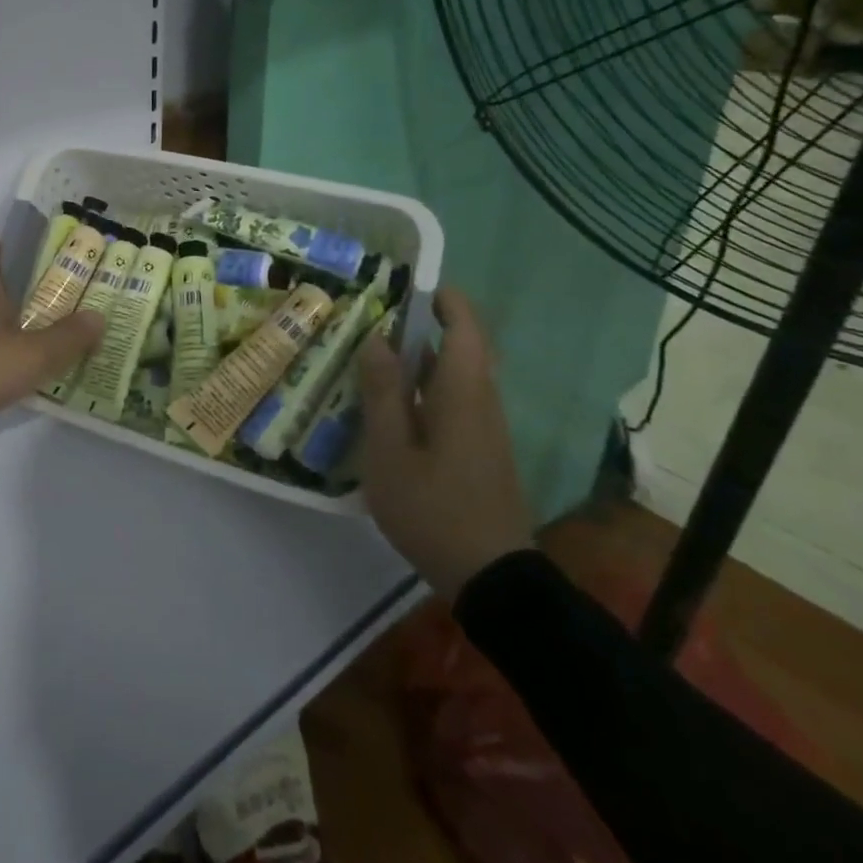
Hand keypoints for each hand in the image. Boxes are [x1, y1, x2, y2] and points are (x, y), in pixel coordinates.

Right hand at [356, 286, 532, 593]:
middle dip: (423, 325)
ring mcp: (486, 426)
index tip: (405, 285)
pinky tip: (391, 408)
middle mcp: (483, 399)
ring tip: (371, 358)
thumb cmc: (434, 509)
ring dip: (420, 358)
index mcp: (463, 391)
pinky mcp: (482, 448)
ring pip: (456, 374)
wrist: (492, 577)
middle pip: (461, 345)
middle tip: (372, 321)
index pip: (465, 325)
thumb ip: (383, 392)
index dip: (442, 298)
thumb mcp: (391, 452)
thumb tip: (377, 339)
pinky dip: (425, 388)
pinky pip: (455, 400)